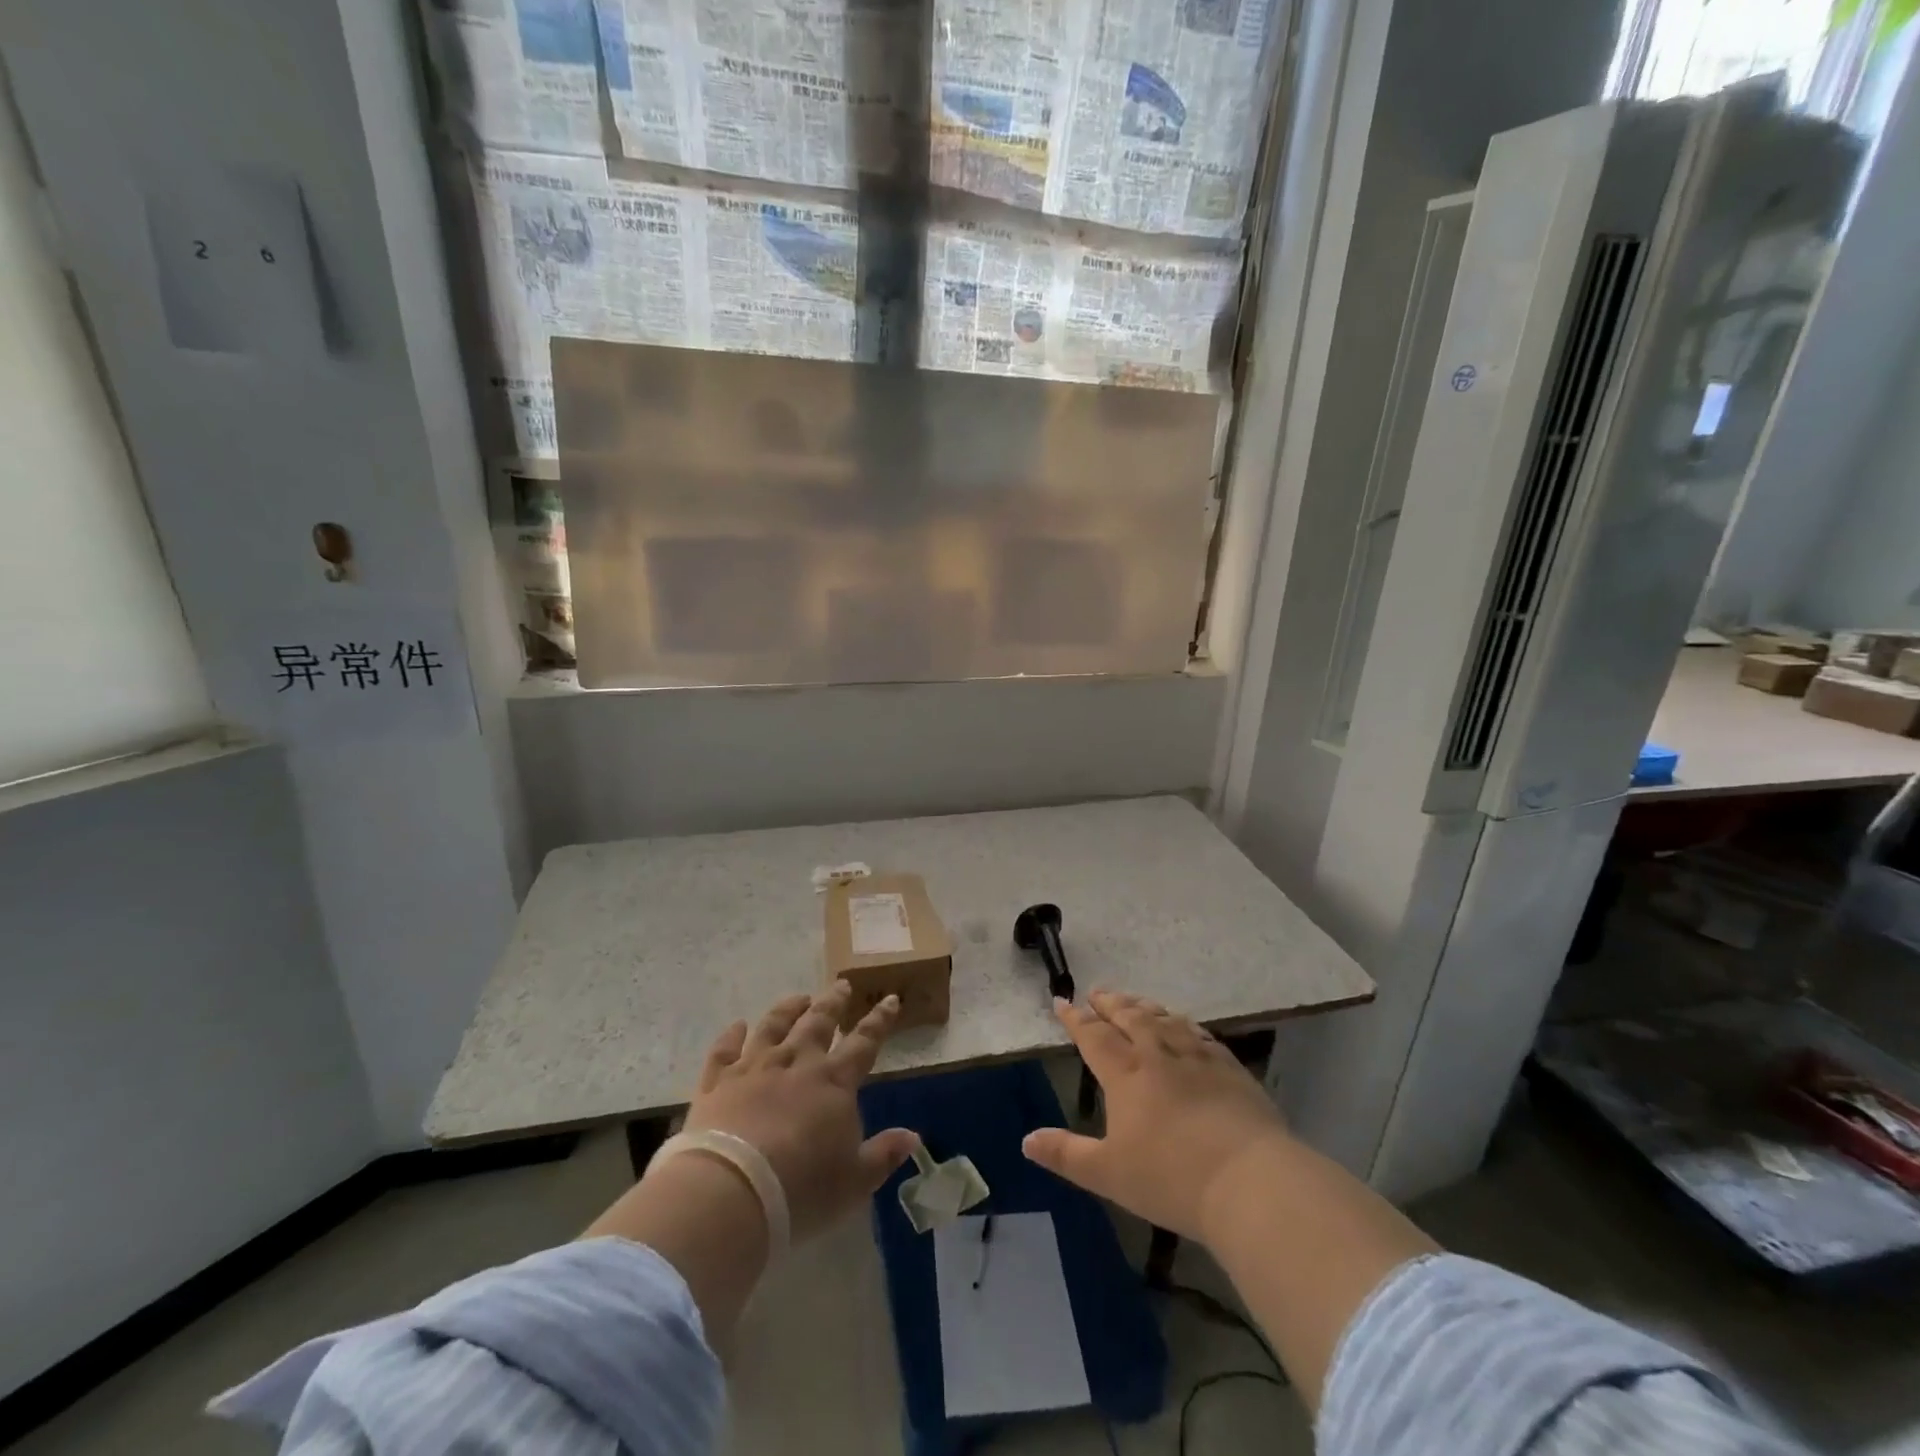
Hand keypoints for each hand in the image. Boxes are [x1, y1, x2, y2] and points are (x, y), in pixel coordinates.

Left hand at [682, 980, 917, 1241]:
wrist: (732, 1191)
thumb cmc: (802, 1190)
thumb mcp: (854, 1182)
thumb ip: (883, 1155)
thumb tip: (913, 1136)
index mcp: (834, 1083)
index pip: (864, 1043)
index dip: (879, 1021)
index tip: (889, 999)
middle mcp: (796, 1064)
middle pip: (818, 1023)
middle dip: (833, 1002)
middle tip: (841, 984)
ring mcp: (754, 1068)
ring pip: (773, 1027)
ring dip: (788, 1009)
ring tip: (799, 998)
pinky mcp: (717, 1082)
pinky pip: (725, 1050)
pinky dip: (732, 1035)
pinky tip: (737, 1025)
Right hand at [1022, 991, 1290, 1244]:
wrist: (1249, 1180)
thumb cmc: (1171, 1179)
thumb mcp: (1108, 1174)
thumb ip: (1066, 1154)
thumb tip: (1027, 1140)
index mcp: (1125, 1074)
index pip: (1093, 1036)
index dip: (1075, 1018)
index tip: (1062, 1001)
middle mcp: (1158, 1054)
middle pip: (1129, 1017)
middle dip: (1110, 1003)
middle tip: (1097, 992)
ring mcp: (1197, 1056)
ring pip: (1164, 1019)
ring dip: (1144, 1007)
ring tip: (1134, 1002)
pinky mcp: (1229, 1067)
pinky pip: (1198, 1033)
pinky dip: (1182, 1023)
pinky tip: (1183, 1025)